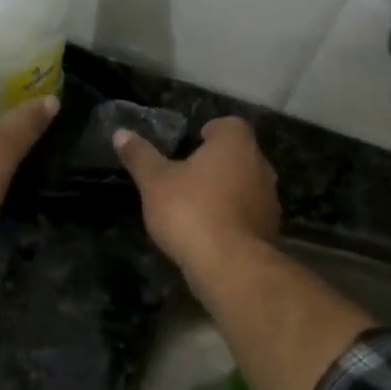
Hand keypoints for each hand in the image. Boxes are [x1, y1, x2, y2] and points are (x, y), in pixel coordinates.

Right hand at [114, 116, 279, 275]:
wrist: (229, 264)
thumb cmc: (190, 210)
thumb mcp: (154, 182)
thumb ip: (140, 156)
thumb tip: (121, 133)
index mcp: (235, 144)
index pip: (228, 125)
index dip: (209, 132)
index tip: (190, 144)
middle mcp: (260, 165)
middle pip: (238, 155)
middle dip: (215, 163)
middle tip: (186, 176)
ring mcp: (269, 199)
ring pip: (245, 185)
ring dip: (225, 191)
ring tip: (195, 206)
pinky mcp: (270, 229)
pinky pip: (247, 214)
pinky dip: (231, 217)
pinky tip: (209, 232)